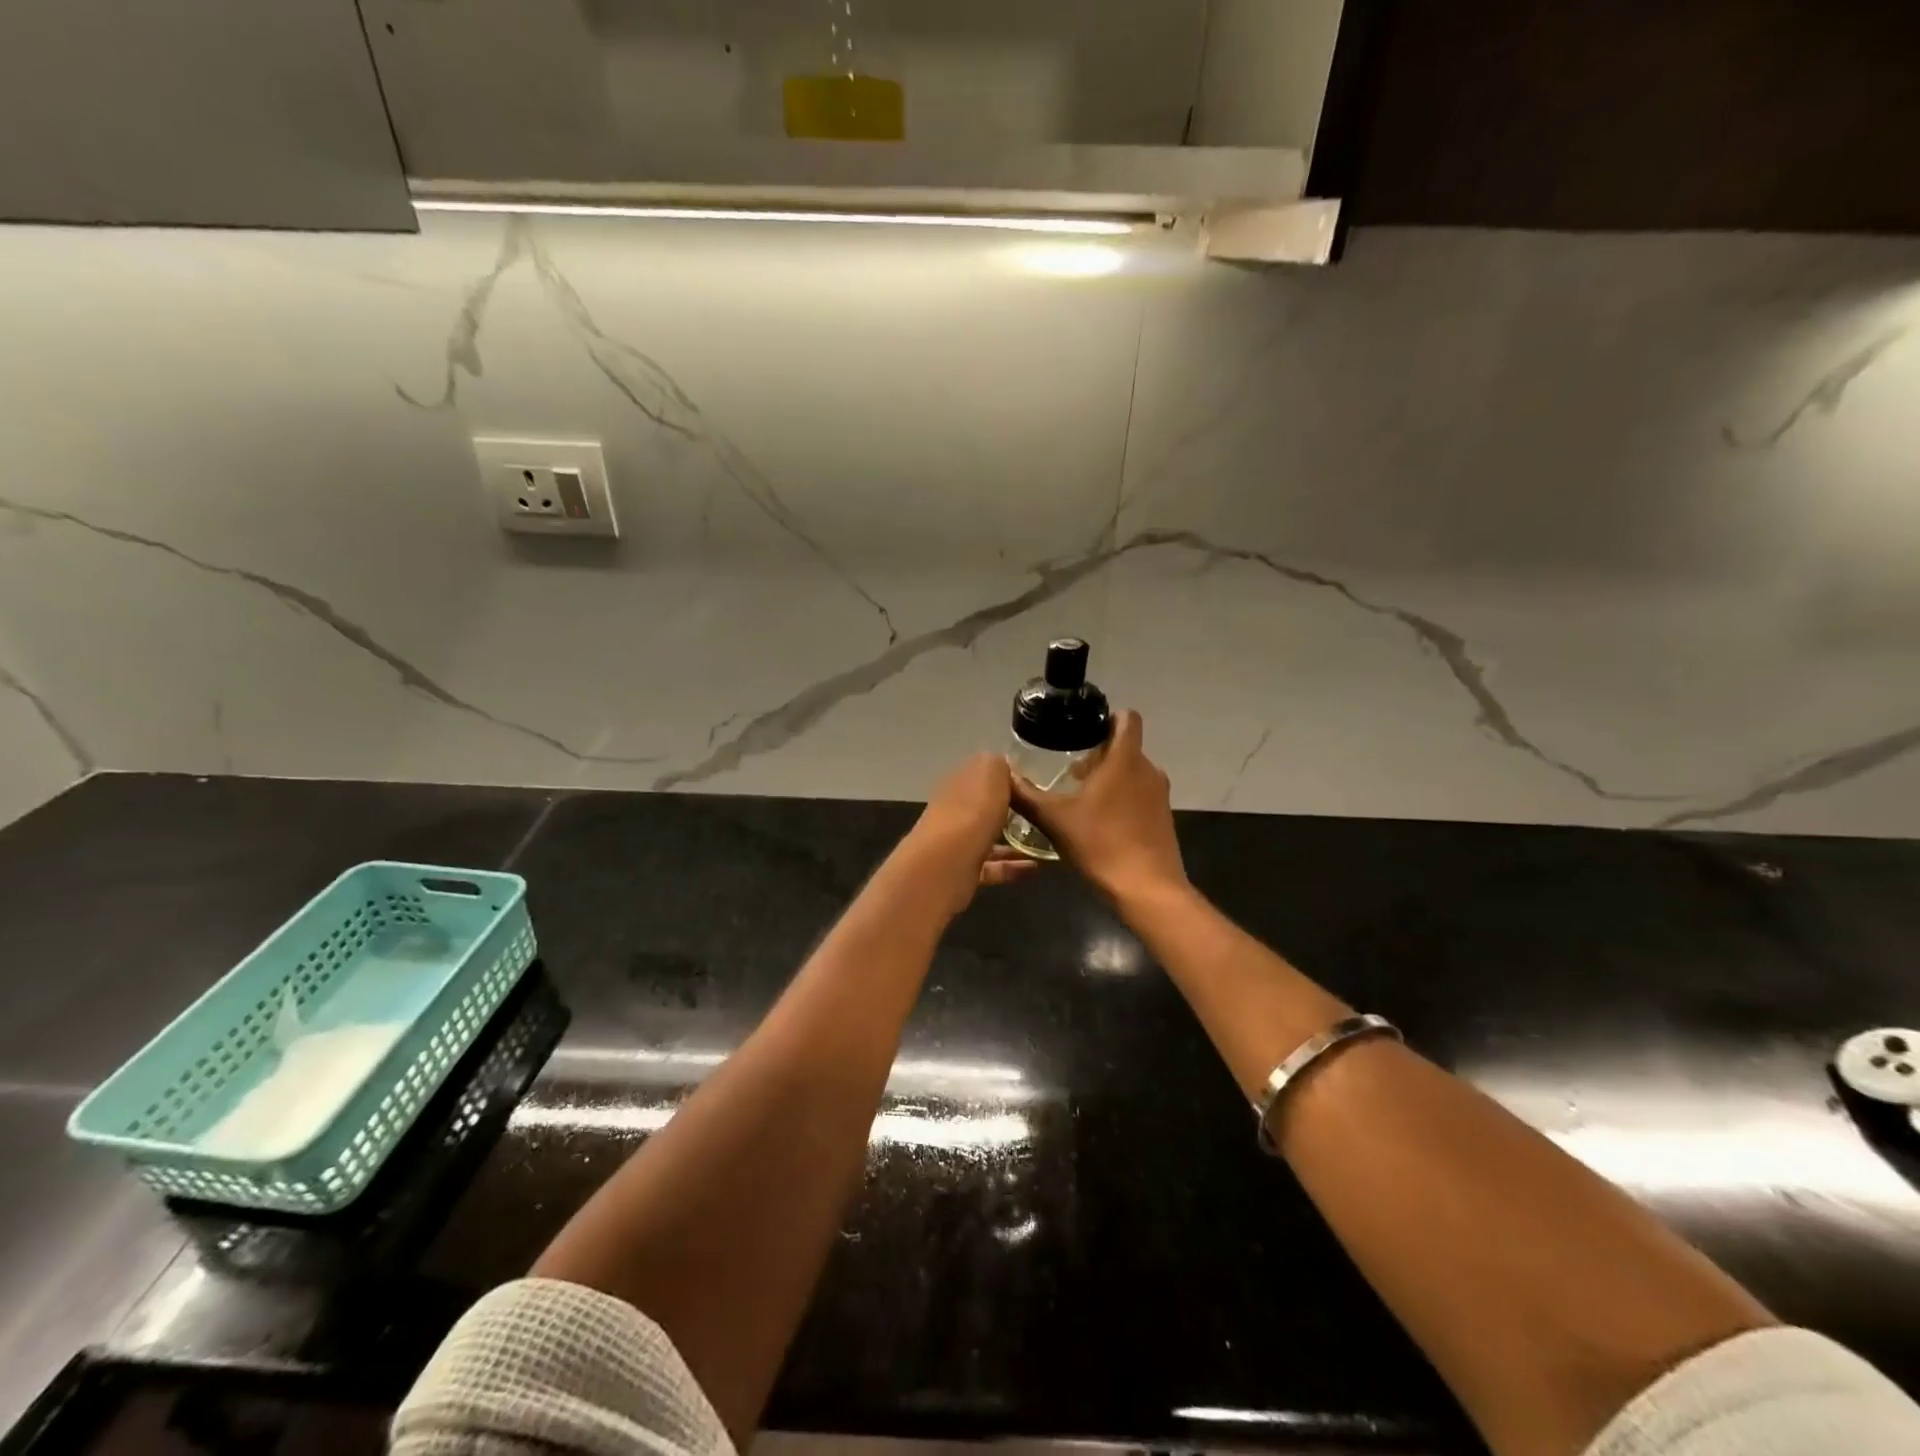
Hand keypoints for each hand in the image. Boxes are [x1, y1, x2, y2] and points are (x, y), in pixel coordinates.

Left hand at [905, 753, 1039, 914]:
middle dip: (1008, 811)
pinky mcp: (963, 871)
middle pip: (982, 807)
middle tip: (1039, 815)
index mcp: (958, 782)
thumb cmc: (973, 810)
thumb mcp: (991, 771)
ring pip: (988, 838)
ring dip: (1014, 841)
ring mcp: (956, 842)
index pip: (981, 775)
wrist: (949, 861)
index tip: (1031, 786)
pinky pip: (992, 867)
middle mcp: (953, 810)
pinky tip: (1035, 868)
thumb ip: (998, 765)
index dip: (1004, 778)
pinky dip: (1013, 867)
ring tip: (1042, 844)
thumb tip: (1002, 768)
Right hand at [1010, 710, 1186, 904]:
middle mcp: (1148, 770)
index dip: (1107, 717)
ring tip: (1079, 797)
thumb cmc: (1100, 844)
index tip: (1083, 729)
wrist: (1146, 890)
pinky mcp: (1163, 818)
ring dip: (1109, 777)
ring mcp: (1159, 795)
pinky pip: (1140, 794)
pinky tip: (1098, 822)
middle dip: (1099, 753)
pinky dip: (1121, 798)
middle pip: (1126, 747)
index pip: (1128, 719)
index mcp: (1125, 760)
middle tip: (1069, 771)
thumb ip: (1026, 796)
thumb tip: (1003, 777)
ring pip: (1133, 772)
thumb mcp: (1054, 820)